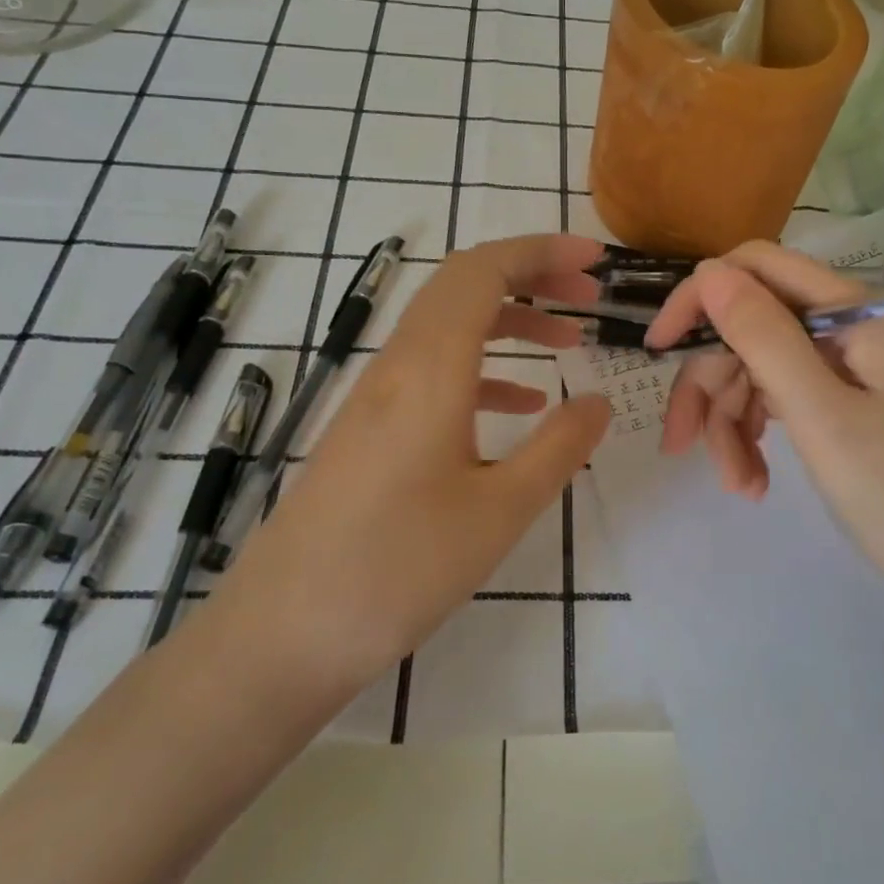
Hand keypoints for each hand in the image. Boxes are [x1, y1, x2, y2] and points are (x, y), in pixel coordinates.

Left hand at [210, 235, 611, 693]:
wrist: (284, 632)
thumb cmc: (398, 569)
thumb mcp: (500, 511)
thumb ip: (559, 447)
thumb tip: (599, 400)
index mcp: (430, 368)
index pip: (484, 270)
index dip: (541, 250)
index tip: (596, 259)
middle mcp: (399, 364)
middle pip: (465, 285)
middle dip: (532, 275)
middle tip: (589, 294)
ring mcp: (378, 394)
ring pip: (450, 325)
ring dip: (510, 320)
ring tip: (569, 342)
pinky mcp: (370, 426)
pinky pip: (432, 369)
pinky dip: (482, 366)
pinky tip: (518, 405)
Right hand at [645, 241, 883, 597]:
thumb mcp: (819, 414)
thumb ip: (762, 336)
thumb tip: (707, 273)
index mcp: (852, 310)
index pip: (757, 268)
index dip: (701, 298)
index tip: (660, 347)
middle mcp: (842, 325)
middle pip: (746, 328)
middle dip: (711, 386)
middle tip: (681, 444)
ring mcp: (836, 363)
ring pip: (750, 369)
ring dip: (728, 424)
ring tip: (737, 483)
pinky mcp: (831, 398)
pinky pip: (769, 399)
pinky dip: (750, 437)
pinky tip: (752, 482)